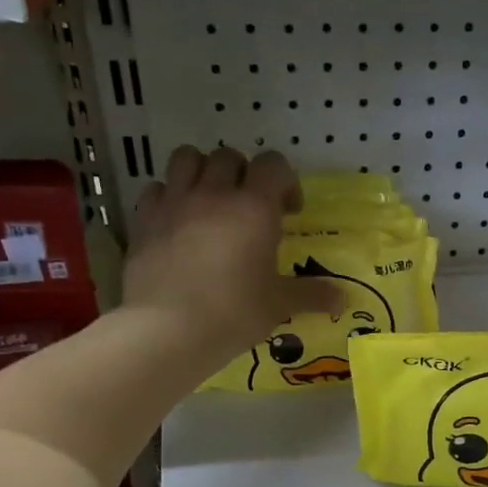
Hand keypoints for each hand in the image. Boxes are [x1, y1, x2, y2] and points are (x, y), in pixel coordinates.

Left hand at [124, 147, 338, 363]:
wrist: (166, 329)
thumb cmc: (233, 312)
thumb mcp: (279, 305)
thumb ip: (311, 295)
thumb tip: (343, 299)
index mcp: (254, 207)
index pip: (273, 164)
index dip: (285, 181)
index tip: (289, 212)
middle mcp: (214, 193)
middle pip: (229, 156)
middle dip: (243, 174)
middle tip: (249, 207)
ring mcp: (175, 202)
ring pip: (187, 158)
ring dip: (203, 171)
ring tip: (210, 202)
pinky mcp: (144, 219)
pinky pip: (157, 188)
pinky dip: (169, 196)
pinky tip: (177, 222)